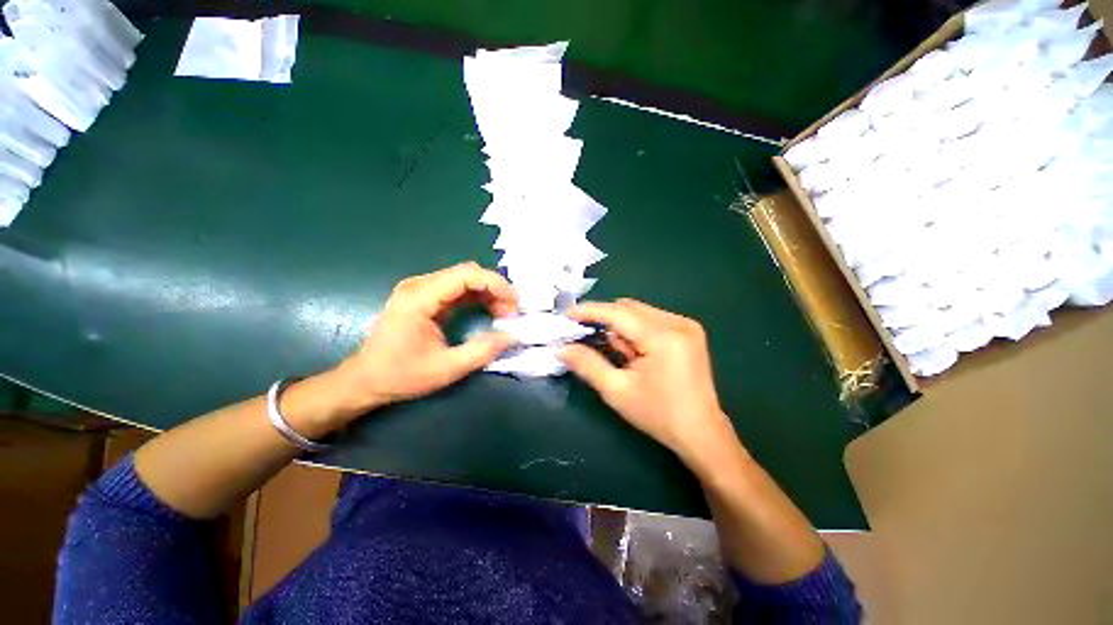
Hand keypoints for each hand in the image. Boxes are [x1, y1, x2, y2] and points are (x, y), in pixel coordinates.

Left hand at [328, 262, 517, 417]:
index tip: (514, 303)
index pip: (465, 275)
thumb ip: (481, 352)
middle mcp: (419, 286)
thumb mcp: (445, 369)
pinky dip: (478, 297)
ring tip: (504, 313)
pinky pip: (457, 288)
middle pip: (467, 273)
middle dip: (495, 289)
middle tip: (512, 312)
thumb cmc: (400, 375)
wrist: (365, 379)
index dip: (495, 284)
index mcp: (419, 298)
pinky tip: (489, 310)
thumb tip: (512, 337)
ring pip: (465, 279)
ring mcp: (420, 289)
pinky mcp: (425, 297)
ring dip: (488, 293)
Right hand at [559, 299, 737, 463]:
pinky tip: (637, 353)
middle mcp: (678, 324)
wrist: (701, 432)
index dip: (590, 311)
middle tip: (593, 343)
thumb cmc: (658, 416)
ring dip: (622, 327)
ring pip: (639, 312)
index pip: (619, 313)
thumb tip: (561, 349)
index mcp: (664, 338)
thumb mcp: (617, 391)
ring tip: (623, 356)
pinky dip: (636, 330)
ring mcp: (687, 325)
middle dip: (607, 322)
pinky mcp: (689, 331)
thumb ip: (588, 365)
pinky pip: (652, 319)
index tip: (568, 314)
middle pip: (629, 308)